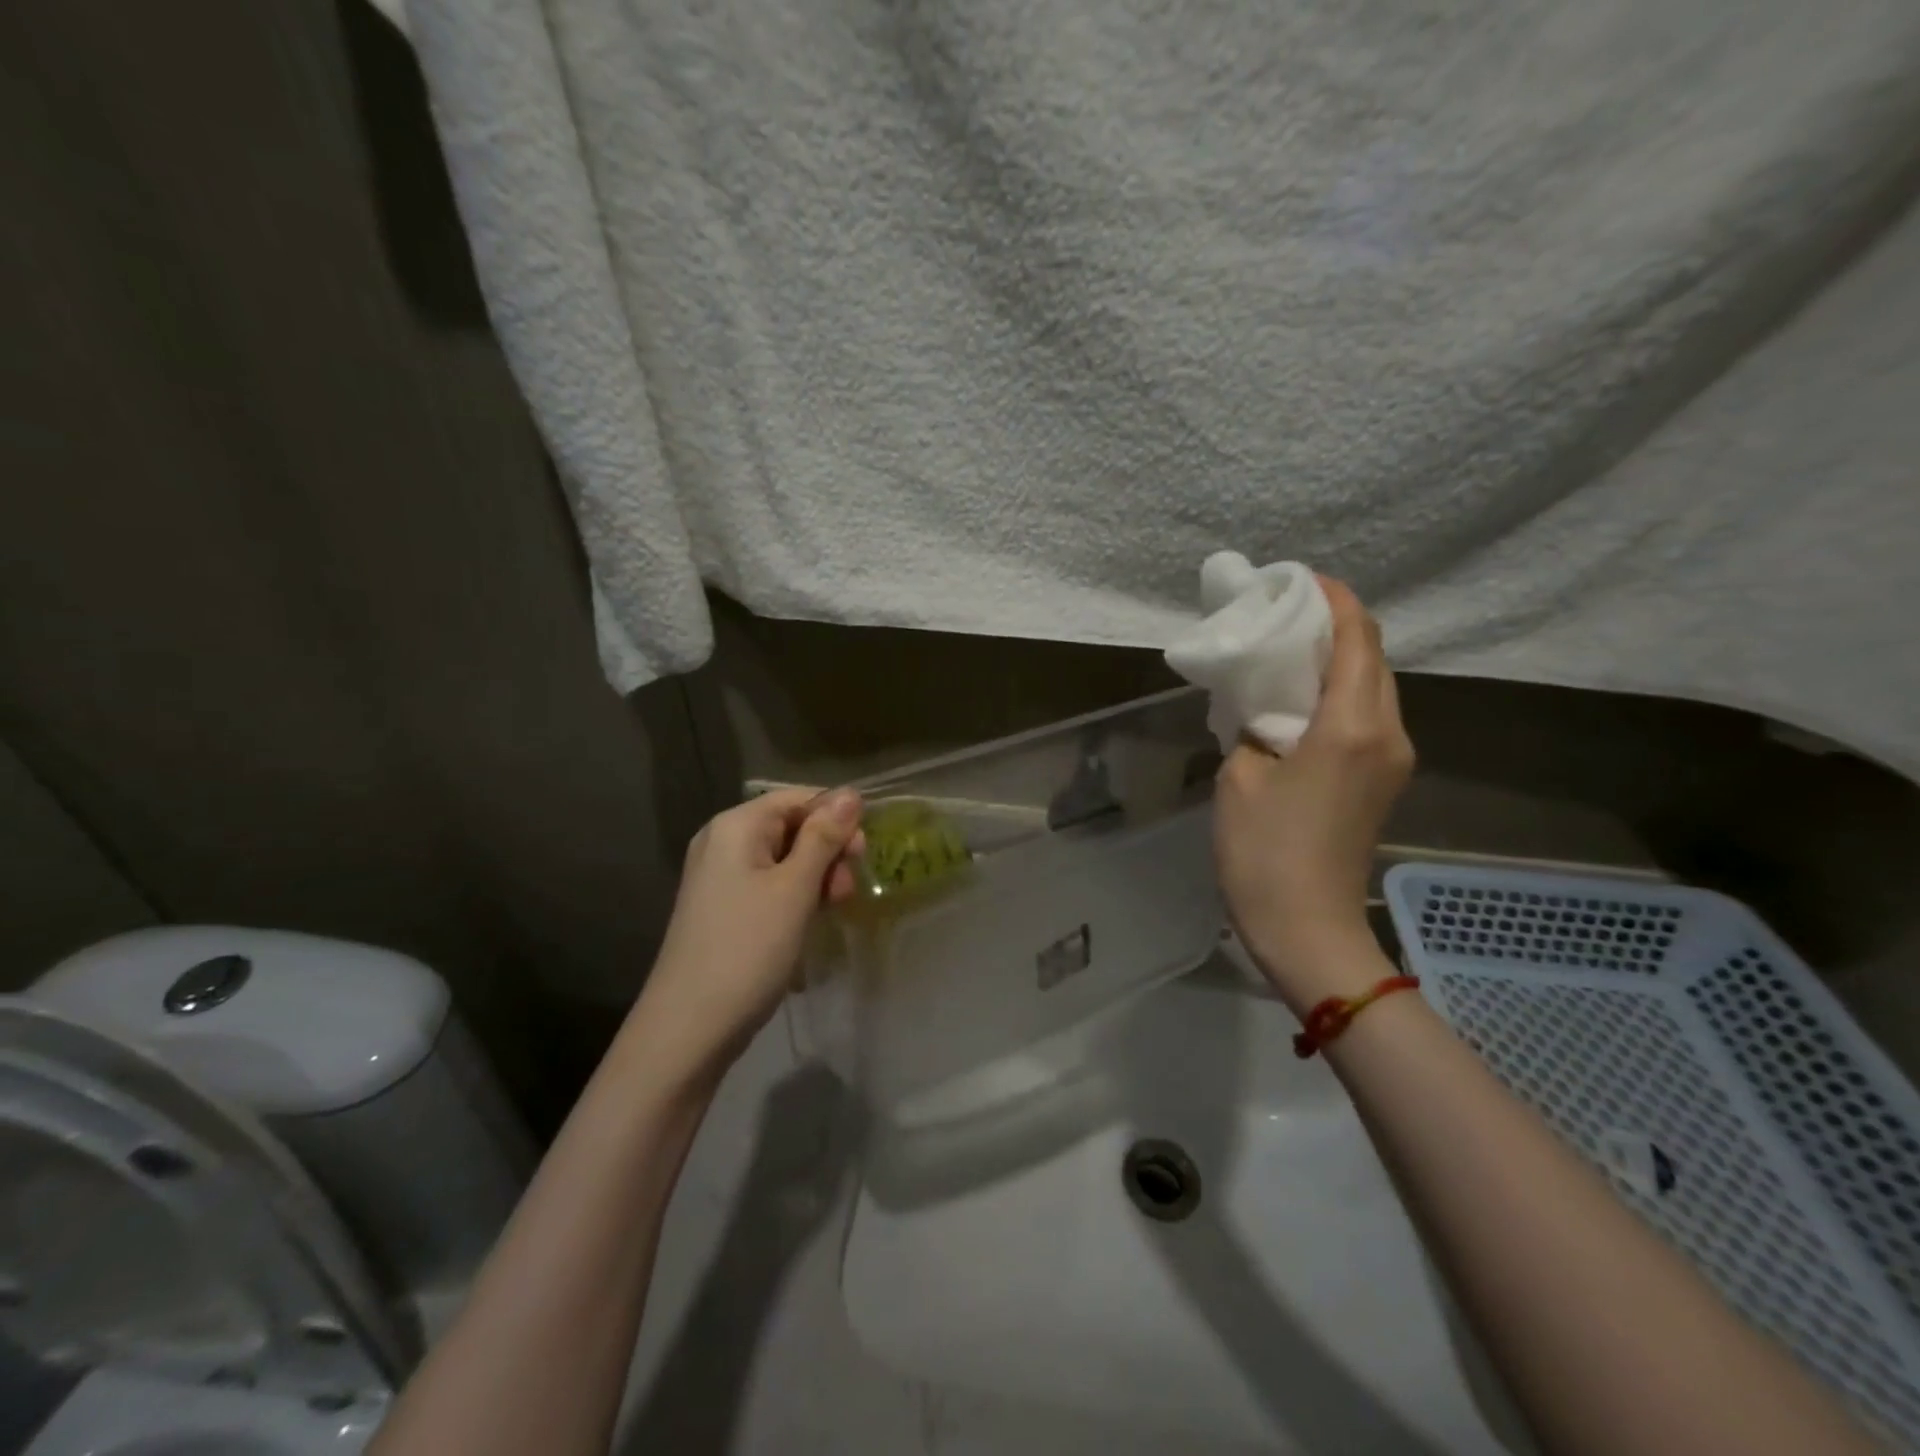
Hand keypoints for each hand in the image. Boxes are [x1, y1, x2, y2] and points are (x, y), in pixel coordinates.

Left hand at [631, 788, 865, 1081]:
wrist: (688, 1028)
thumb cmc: (748, 948)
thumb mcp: (795, 889)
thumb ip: (824, 837)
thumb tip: (851, 793)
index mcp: (735, 826)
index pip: (797, 798)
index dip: (835, 818)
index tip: (863, 853)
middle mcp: (722, 842)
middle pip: (790, 826)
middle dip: (827, 851)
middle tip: (847, 889)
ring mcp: (719, 877)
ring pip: (783, 859)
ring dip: (816, 877)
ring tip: (833, 909)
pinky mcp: (723, 908)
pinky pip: (768, 885)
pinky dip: (795, 896)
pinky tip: (810, 921)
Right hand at [1214, 578, 1413, 1010]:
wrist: (1306, 929)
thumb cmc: (1264, 853)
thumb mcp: (1240, 776)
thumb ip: (1252, 726)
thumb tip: (1262, 707)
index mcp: (1351, 725)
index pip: (1357, 638)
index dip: (1333, 600)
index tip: (1297, 581)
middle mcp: (1387, 732)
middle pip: (1373, 656)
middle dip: (1335, 624)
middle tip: (1282, 614)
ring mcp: (1392, 759)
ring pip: (1373, 686)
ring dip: (1337, 659)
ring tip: (1287, 649)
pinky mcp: (1383, 780)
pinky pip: (1367, 716)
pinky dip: (1339, 692)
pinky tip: (1299, 697)